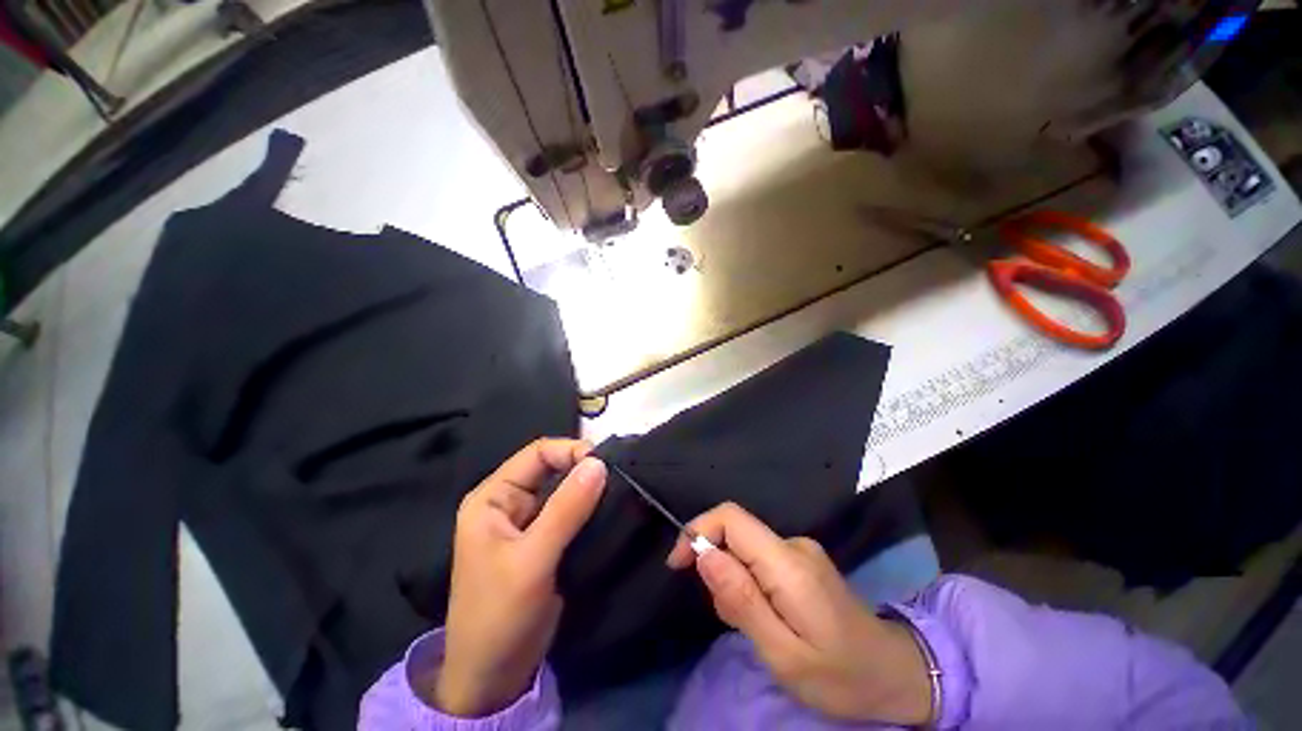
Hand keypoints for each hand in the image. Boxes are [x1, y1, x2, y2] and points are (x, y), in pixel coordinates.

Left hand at [433, 439, 606, 716]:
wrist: (494, 678)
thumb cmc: (499, 615)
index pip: (537, 454)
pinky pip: (571, 513)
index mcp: (493, 498)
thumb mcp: (532, 560)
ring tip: (620, 490)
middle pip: (552, 469)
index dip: (570, 451)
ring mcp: (529, 522)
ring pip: (565, 490)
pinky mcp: (546, 541)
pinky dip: (590, 508)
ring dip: (590, 489)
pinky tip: (611, 510)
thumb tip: (599, 463)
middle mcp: (510, 503)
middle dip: (583, 469)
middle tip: (618, 476)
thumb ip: (566, 509)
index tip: (605, 463)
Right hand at [666, 503, 931, 724]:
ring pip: (744, 548)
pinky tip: (765, 617)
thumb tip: (704, 554)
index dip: (698, 530)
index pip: (731, 518)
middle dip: (716, 567)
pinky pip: (758, 558)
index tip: (679, 564)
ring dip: (732, 580)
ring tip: (753, 627)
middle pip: (735, 532)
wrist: (894, 674)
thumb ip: (741, 601)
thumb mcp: (783, 655)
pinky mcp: (800, 559)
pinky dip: (748, 583)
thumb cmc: (839, 675)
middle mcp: (793, 545)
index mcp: (788, 564)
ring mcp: (799, 549)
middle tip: (730, 618)